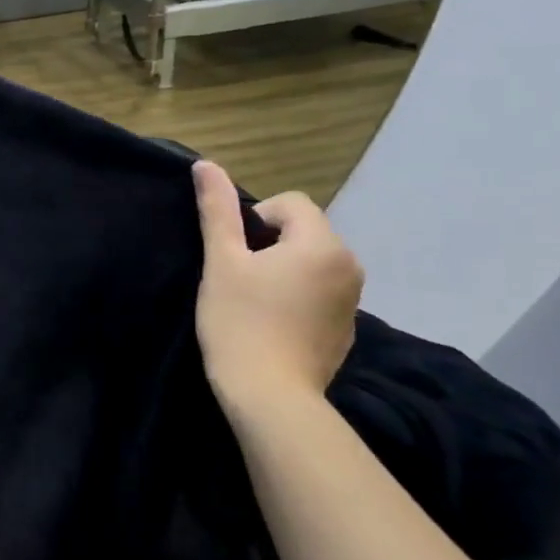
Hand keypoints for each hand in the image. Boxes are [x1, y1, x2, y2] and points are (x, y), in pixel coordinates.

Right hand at [192, 160, 362, 421]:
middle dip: (270, 244)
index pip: (290, 203)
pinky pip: (320, 293)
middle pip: (304, 232)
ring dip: (283, 270)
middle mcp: (349, 265)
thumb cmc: (240, 321)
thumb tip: (205, 164)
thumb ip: (217, 210)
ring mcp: (353, 300)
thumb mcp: (221, 261)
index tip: (234, 254)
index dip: (255, 219)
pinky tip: (272, 324)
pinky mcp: (347, 329)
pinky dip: (297, 297)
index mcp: (321, 244)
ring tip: (253, 302)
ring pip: (312, 263)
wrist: (271, 395)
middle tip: (238, 278)